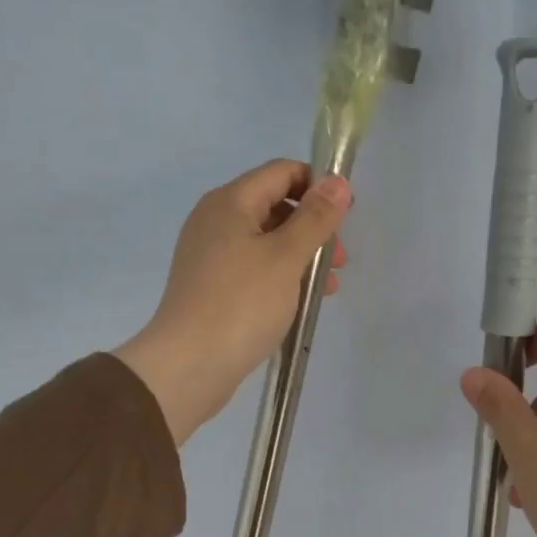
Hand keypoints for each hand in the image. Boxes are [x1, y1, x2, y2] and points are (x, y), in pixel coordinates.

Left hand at [116, 160, 350, 445]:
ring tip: (328, 289)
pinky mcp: (212, 288)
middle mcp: (215, 221)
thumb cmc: (241, 304)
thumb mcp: (286, 257)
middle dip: (313, 228)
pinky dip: (282, 278)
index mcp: (230, 202)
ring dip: (302, 257)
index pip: (281, 172)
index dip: (318, 186)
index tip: (347, 215)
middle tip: (339, 261)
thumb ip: (315, 218)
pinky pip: (255, 269)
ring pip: (267, 242)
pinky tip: (301, 303)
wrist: (190, 364)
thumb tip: (338, 182)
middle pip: (275, 207)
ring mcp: (211, 256)